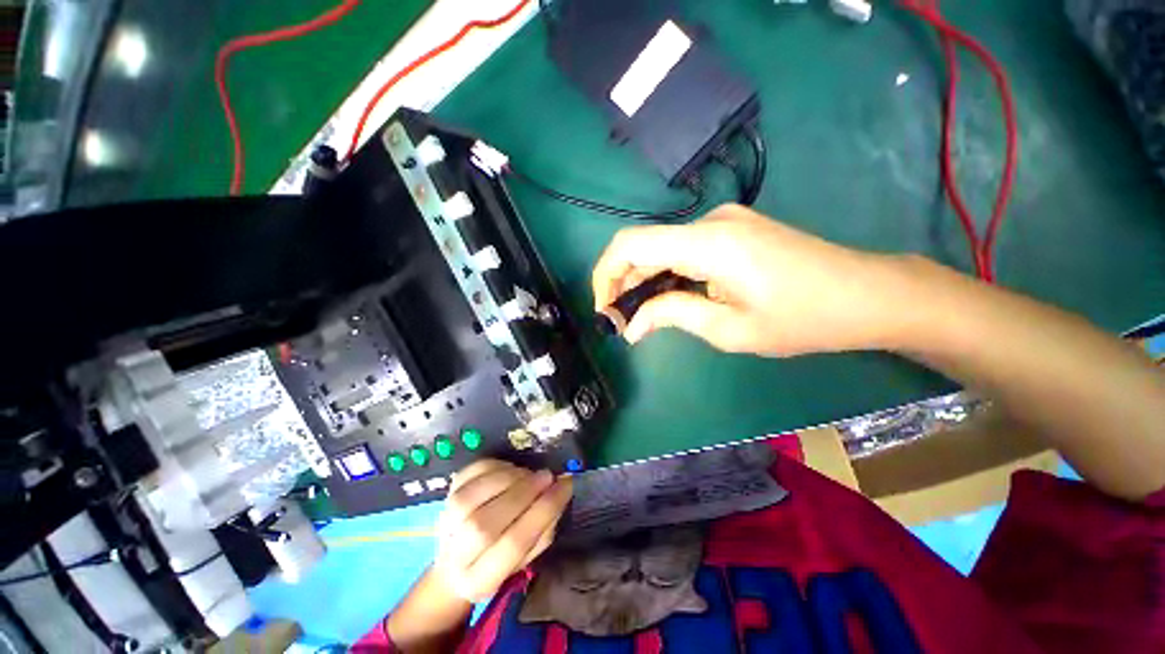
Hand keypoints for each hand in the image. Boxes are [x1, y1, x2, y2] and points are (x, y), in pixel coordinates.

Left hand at [433, 459, 572, 601]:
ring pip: (473, 496)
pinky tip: (511, 470)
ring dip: (509, 478)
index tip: (565, 486)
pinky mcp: (446, 494)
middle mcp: (456, 556)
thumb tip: (561, 489)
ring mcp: (445, 522)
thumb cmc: (500, 560)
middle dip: (524, 493)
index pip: (513, 545)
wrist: (456, 561)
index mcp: (480, 581)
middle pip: (487, 524)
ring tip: (530, 474)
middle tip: (547, 476)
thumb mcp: (527, 559)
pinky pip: (470, 473)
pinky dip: (495, 466)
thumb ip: (544, 529)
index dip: (543, 511)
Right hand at [591, 204, 918, 355]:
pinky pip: (684, 250)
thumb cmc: (803, 318)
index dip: (606, 275)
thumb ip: (672, 316)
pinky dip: (668, 275)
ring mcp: (723, 222)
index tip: (605, 309)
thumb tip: (631, 326)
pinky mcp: (732, 230)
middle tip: (623, 323)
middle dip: (625, 285)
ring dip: (647, 282)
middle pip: (644, 247)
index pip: (630, 245)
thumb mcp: (730, 329)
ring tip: (645, 317)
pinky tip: (672, 299)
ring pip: (663, 249)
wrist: (867, 294)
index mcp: (707, 243)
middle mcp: (709, 221)